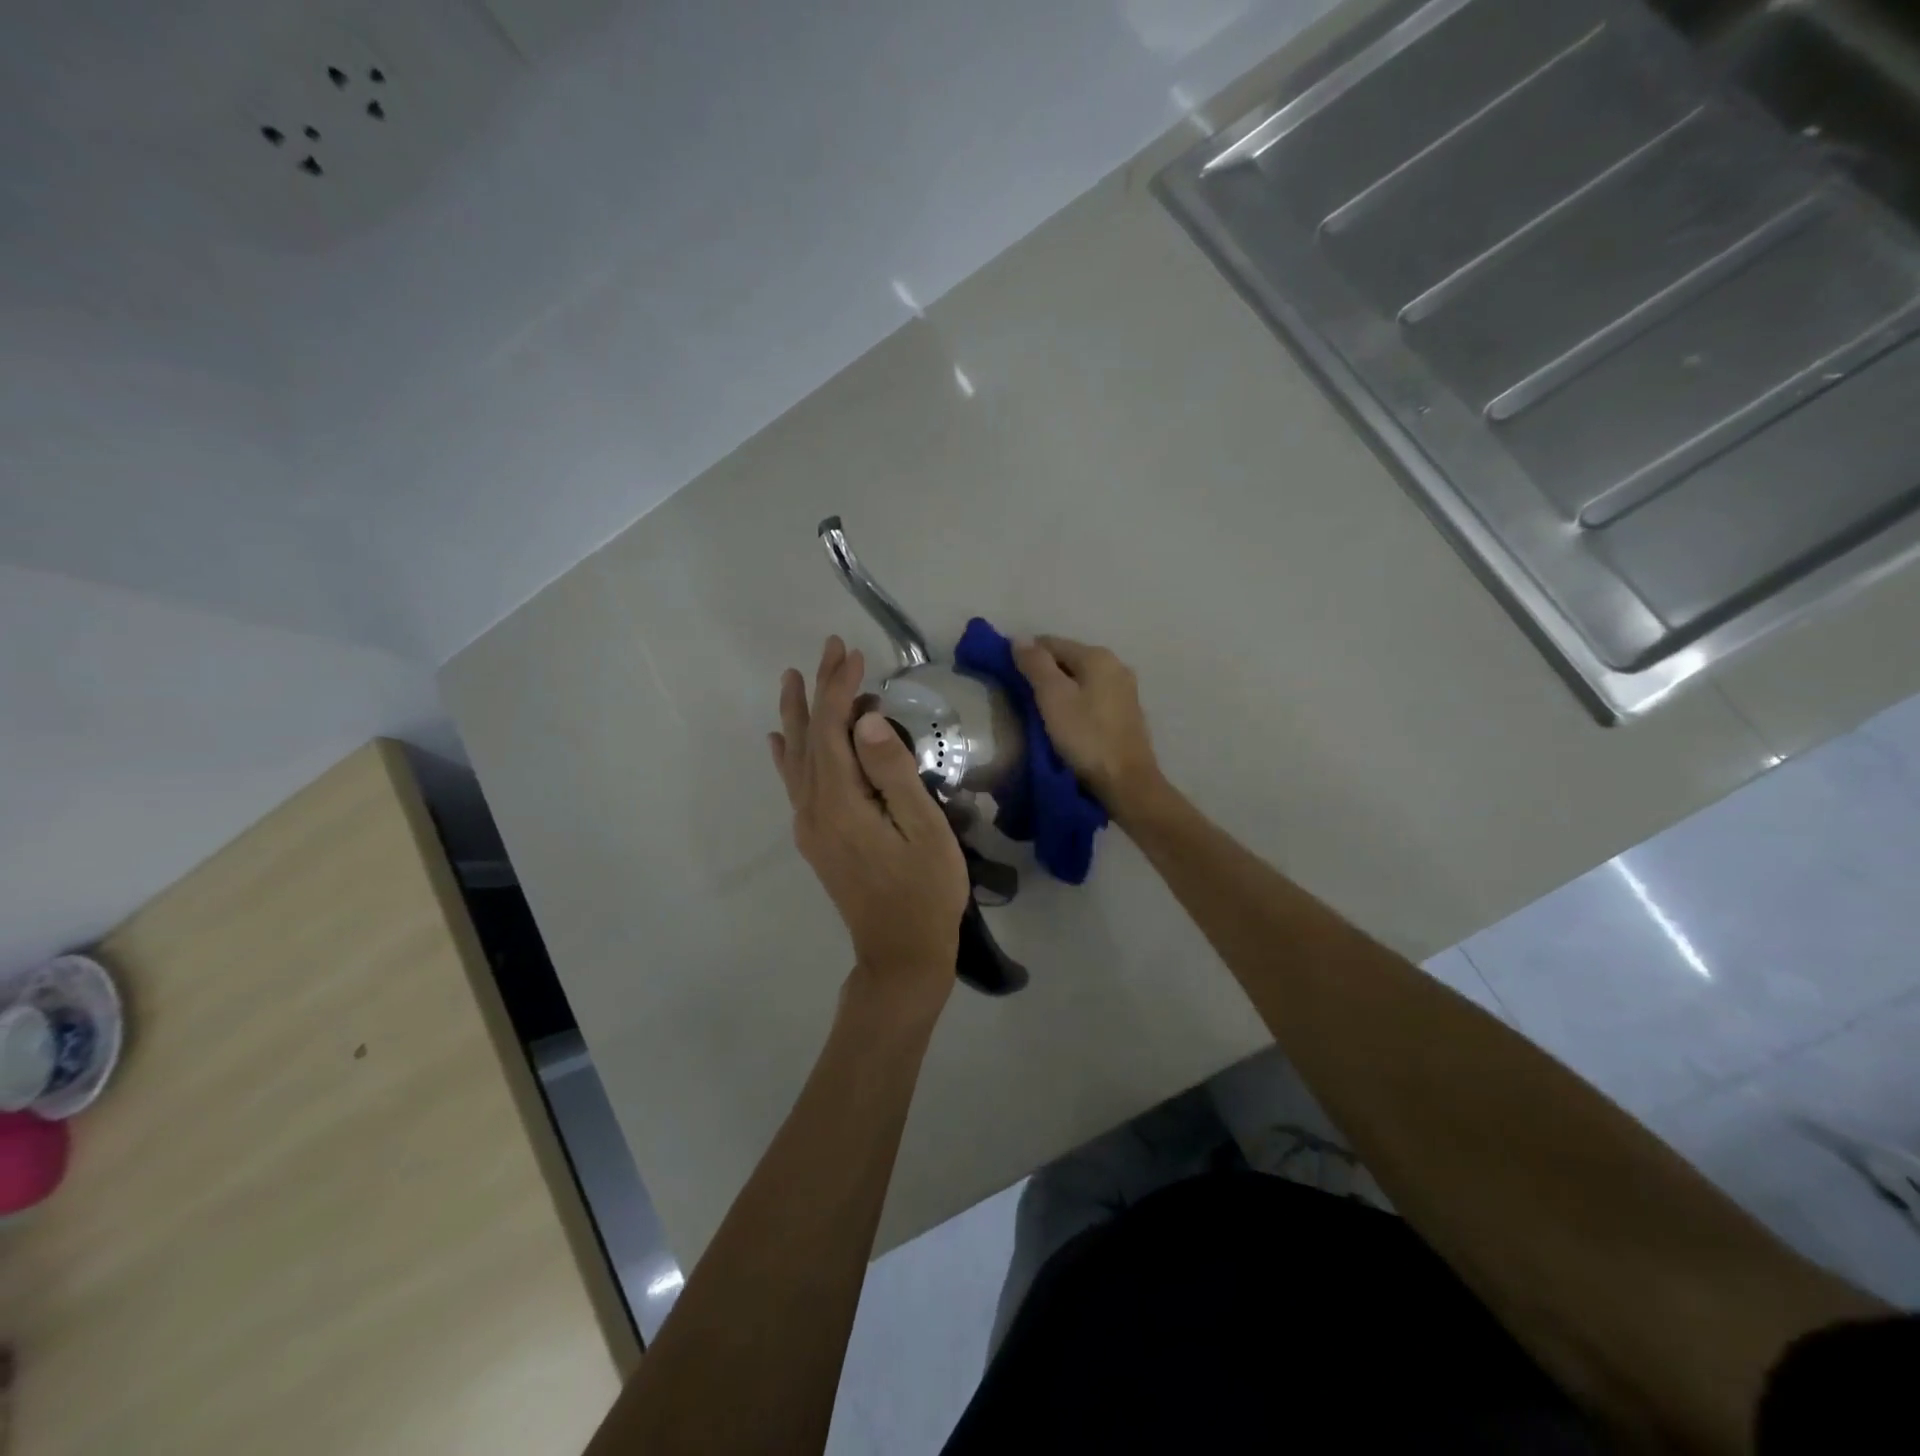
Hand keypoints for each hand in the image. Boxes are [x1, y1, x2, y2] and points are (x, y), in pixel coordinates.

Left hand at [771, 637, 968, 1017]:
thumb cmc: (926, 891)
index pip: (835, 731)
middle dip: (819, 690)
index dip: (840, 689)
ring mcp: (810, 826)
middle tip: (828, 648)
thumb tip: (864, 721)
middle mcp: (814, 809)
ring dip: (798, 715)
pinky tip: (780, 741)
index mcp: (841, 803)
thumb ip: (893, 773)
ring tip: (792, 679)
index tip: (853, 654)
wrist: (901, 954)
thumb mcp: (924, 830)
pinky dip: (787, 756)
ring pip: (797, 758)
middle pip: (811, 738)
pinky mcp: (816, 839)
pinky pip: (794, 785)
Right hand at [1012, 635, 1166, 823]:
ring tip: (1041, 712)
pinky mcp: (1127, 713)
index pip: (1051, 643)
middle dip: (1044, 673)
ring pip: (1081, 679)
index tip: (1008, 677)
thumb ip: (1036, 664)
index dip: (1026, 656)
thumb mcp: (1053, 698)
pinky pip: (1093, 697)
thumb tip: (1019, 637)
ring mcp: (1125, 689)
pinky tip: (1067, 722)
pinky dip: (1076, 703)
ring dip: (1060, 689)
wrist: (1126, 782)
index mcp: (1097, 656)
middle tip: (1022, 698)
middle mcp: (1116, 665)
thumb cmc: (1086, 737)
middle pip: (1068, 659)